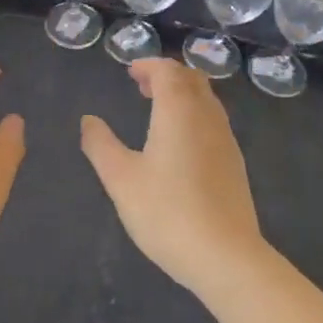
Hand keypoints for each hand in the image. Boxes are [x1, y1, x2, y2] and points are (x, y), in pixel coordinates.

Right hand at [81, 59, 264, 295]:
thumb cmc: (167, 212)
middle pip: (192, 79)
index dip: (149, 66)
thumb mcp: (121, 179)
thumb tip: (88, 120)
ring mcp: (226, 140)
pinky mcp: (234, 164)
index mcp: (178, 111)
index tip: (130, 72)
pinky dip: (194, 115)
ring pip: (207, 100)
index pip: (168, 71)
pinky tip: (180, 144)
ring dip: (183, 95)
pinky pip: (214, 122)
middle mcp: (207, 117)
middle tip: (142, 86)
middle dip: (167, 75)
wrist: (226, 257)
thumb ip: (101, 145)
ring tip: (158, 111)